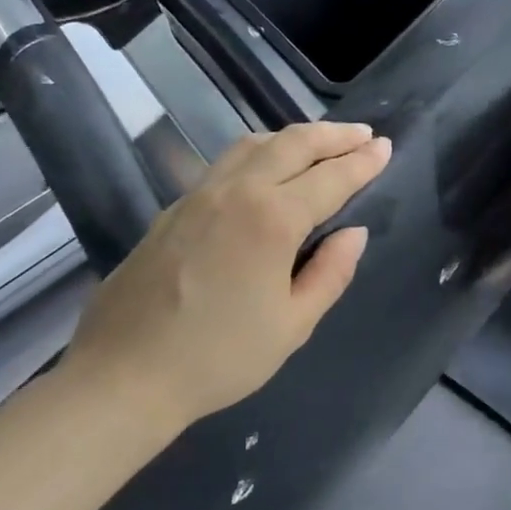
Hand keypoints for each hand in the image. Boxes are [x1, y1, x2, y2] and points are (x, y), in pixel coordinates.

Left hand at [63, 121, 390, 424]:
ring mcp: (198, 196)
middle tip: (363, 134)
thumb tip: (353, 233)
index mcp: (271, 219)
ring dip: (293, 137)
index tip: (386, 148)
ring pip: (253, 145)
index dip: (362, 162)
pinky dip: (259, 153)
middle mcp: (235, 192)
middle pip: (292, 144)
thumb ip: (330, 273)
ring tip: (320, 144)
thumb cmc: (219, 357)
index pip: (330, 178)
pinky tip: (265, 171)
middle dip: (333, 135)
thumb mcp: (292, 325)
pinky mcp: (173, 209)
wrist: (124, 375)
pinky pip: (226, 163)